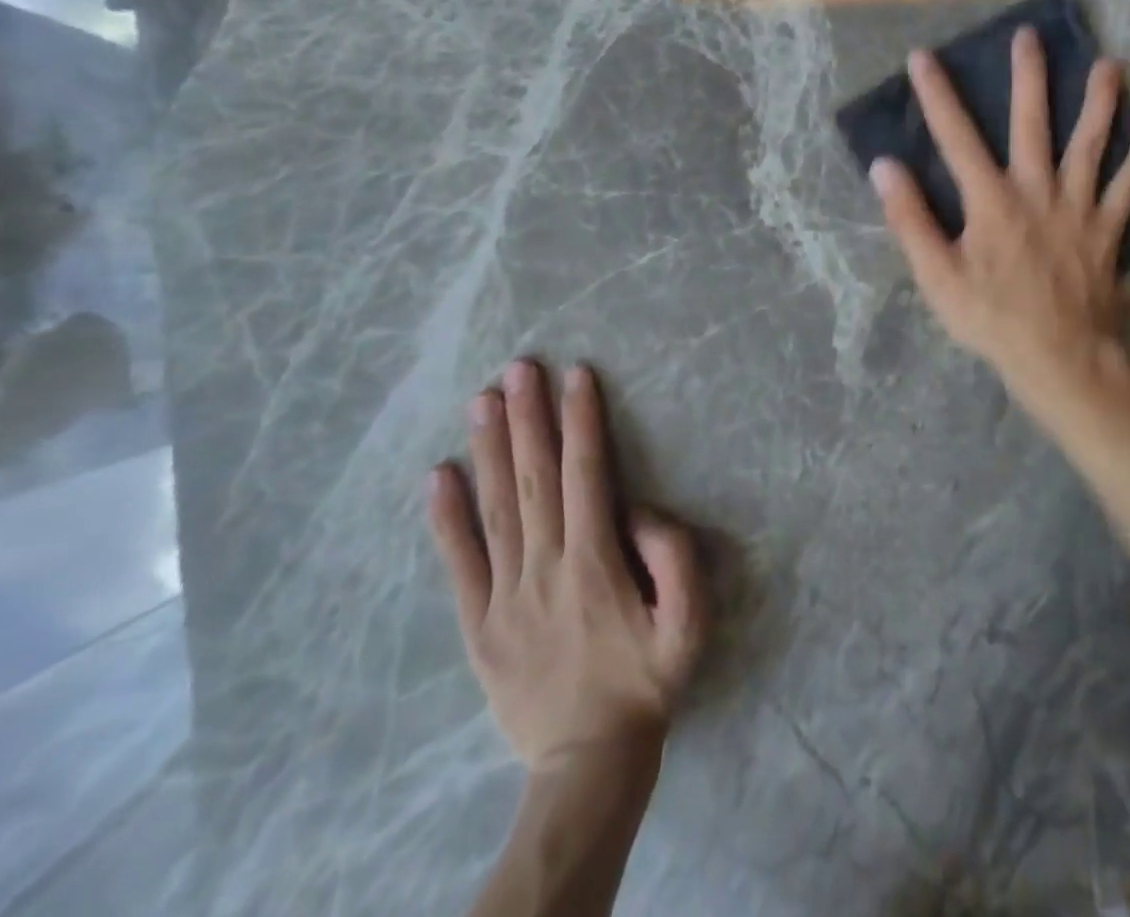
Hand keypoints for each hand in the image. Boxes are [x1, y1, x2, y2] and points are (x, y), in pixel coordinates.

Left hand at [428, 360, 705, 772]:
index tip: (575, 374)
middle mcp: (545, 568)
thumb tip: (638, 512)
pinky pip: (459, 564)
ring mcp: (505, 596)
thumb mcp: (690, 624)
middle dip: (528, 417)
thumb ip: (674, 559)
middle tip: (518, 367)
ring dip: (491, 449)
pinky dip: (446, 518)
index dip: (581, 421)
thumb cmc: (647, 681)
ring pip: (496, 508)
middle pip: (535, 478)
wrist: (589, 762)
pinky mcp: (479, 624)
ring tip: (483, 399)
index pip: (587, 474)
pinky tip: (439, 475)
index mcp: (595, 564)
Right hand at [869, 25, 1129, 409]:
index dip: (938, 96)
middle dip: (1029, 78)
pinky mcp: (1108, 230)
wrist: (1060, 356)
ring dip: (1100, 104)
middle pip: (1033, 124)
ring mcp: (1079, 208)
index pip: (957, 137)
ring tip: (1111, 65)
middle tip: (1030, 36)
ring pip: (1091, 145)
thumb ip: (909, 219)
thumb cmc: (991, 318)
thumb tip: (885, 167)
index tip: (924, 57)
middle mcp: (1037, 190)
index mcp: (991, 200)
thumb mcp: (936, 275)